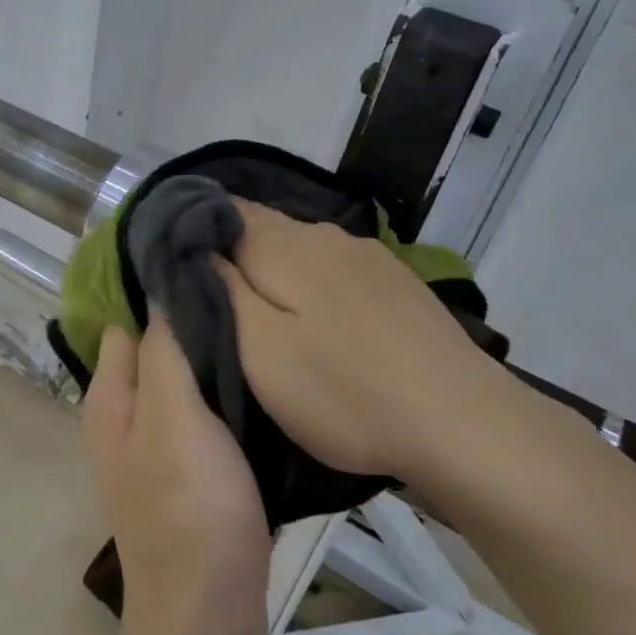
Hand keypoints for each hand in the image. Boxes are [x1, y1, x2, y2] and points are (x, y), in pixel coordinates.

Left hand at [83, 322, 270, 634]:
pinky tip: (261, 384)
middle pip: (156, 353)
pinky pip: (206, 419)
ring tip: (260, 333)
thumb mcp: (173, 417)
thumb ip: (163, 354)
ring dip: (212, 363)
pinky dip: (225, 399)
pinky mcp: (191, 476)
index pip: (126, 325)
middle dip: (191, 327)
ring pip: (184, 385)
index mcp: (110, 399)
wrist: (209, 615)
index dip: (159, 297)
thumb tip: (159, 295)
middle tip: (245, 301)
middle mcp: (125, 420)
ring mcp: (158, 450)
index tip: (207, 272)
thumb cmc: (189, 508)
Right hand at [217, 201, 543, 507]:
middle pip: (261, 227)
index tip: (172, 268)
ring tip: (260, 316)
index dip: (192, 230)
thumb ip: (220, 291)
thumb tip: (194, 248)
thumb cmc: (344, 394)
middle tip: (209, 302)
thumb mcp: (259, 352)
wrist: (462, 424)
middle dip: (230, 253)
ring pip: (300, 249)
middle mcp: (327, 235)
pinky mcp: (397, 283)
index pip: (222, 210)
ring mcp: (368, 257)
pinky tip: (318, 322)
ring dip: (273, 271)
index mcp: (285, 246)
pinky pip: (334, 268)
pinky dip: (311, 285)